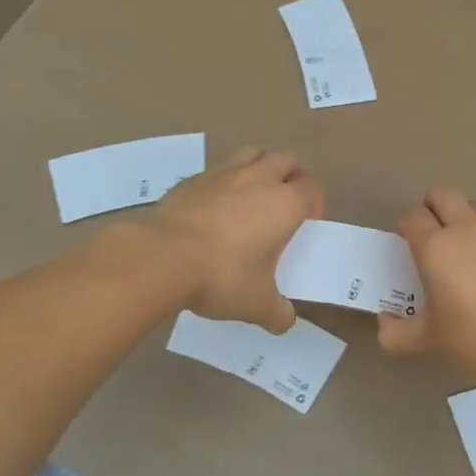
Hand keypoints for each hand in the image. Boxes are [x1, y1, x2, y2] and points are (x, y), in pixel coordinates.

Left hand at [148, 146, 322, 332]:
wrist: (162, 256)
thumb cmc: (222, 275)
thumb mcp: (257, 304)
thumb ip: (277, 313)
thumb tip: (285, 322)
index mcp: (285, 203)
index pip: (311, 187)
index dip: (313, 202)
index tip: (306, 223)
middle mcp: (259, 178)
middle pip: (286, 160)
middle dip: (290, 176)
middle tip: (283, 205)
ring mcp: (223, 173)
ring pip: (252, 153)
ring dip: (259, 168)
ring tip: (251, 196)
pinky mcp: (192, 178)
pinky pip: (218, 169)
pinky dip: (223, 181)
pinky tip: (213, 208)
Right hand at [377, 188, 475, 380]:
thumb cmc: (472, 339)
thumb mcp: (426, 340)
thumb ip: (395, 332)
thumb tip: (384, 324)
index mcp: (436, 246)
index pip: (413, 215)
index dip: (407, 226)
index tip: (407, 244)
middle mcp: (467, 230)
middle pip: (443, 195)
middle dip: (432, 208)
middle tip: (433, 236)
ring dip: (465, 219)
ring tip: (468, 249)